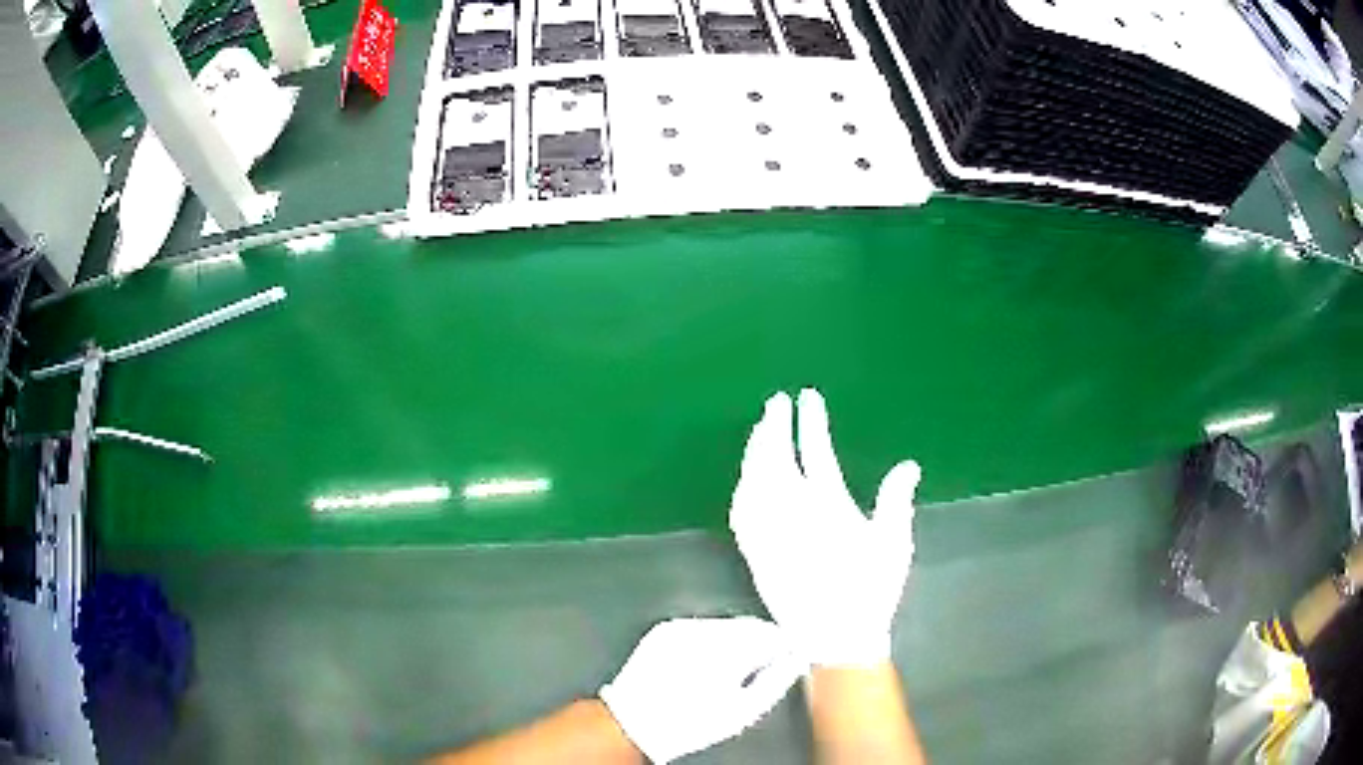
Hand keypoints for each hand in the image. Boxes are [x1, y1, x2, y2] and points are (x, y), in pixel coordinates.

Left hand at [599, 617, 804, 763]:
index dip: (784, 646)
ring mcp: (682, 627)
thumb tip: (795, 662)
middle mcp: (704, 631)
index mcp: (728, 651)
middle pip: (749, 626)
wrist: (634, 722)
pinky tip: (704, 665)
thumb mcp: (744, 712)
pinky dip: (709, 641)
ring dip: (735, 641)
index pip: (772, 634)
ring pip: (725, 625)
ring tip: (729, 671)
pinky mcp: (665, 630)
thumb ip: (777, 681)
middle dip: (759, 643)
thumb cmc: (692, 724)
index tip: (789, 657)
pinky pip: (700, 628)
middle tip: (761, 668)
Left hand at [730, 389, 921, 667]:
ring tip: (760, 430)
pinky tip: (745, 479)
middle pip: (776, 461)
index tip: (807, 396)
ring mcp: (770, 535)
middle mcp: (794, 516)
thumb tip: (908, 465)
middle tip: (776, 402)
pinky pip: (741, 513)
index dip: (810, 423)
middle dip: (774, 427)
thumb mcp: (893, 545)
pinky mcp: (755, 554)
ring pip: (754, 482)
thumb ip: (896, 502)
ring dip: (755, 452)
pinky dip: (742, 487)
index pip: (816, 453)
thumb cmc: (869, 593)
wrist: (834, 638)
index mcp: (830, 508)